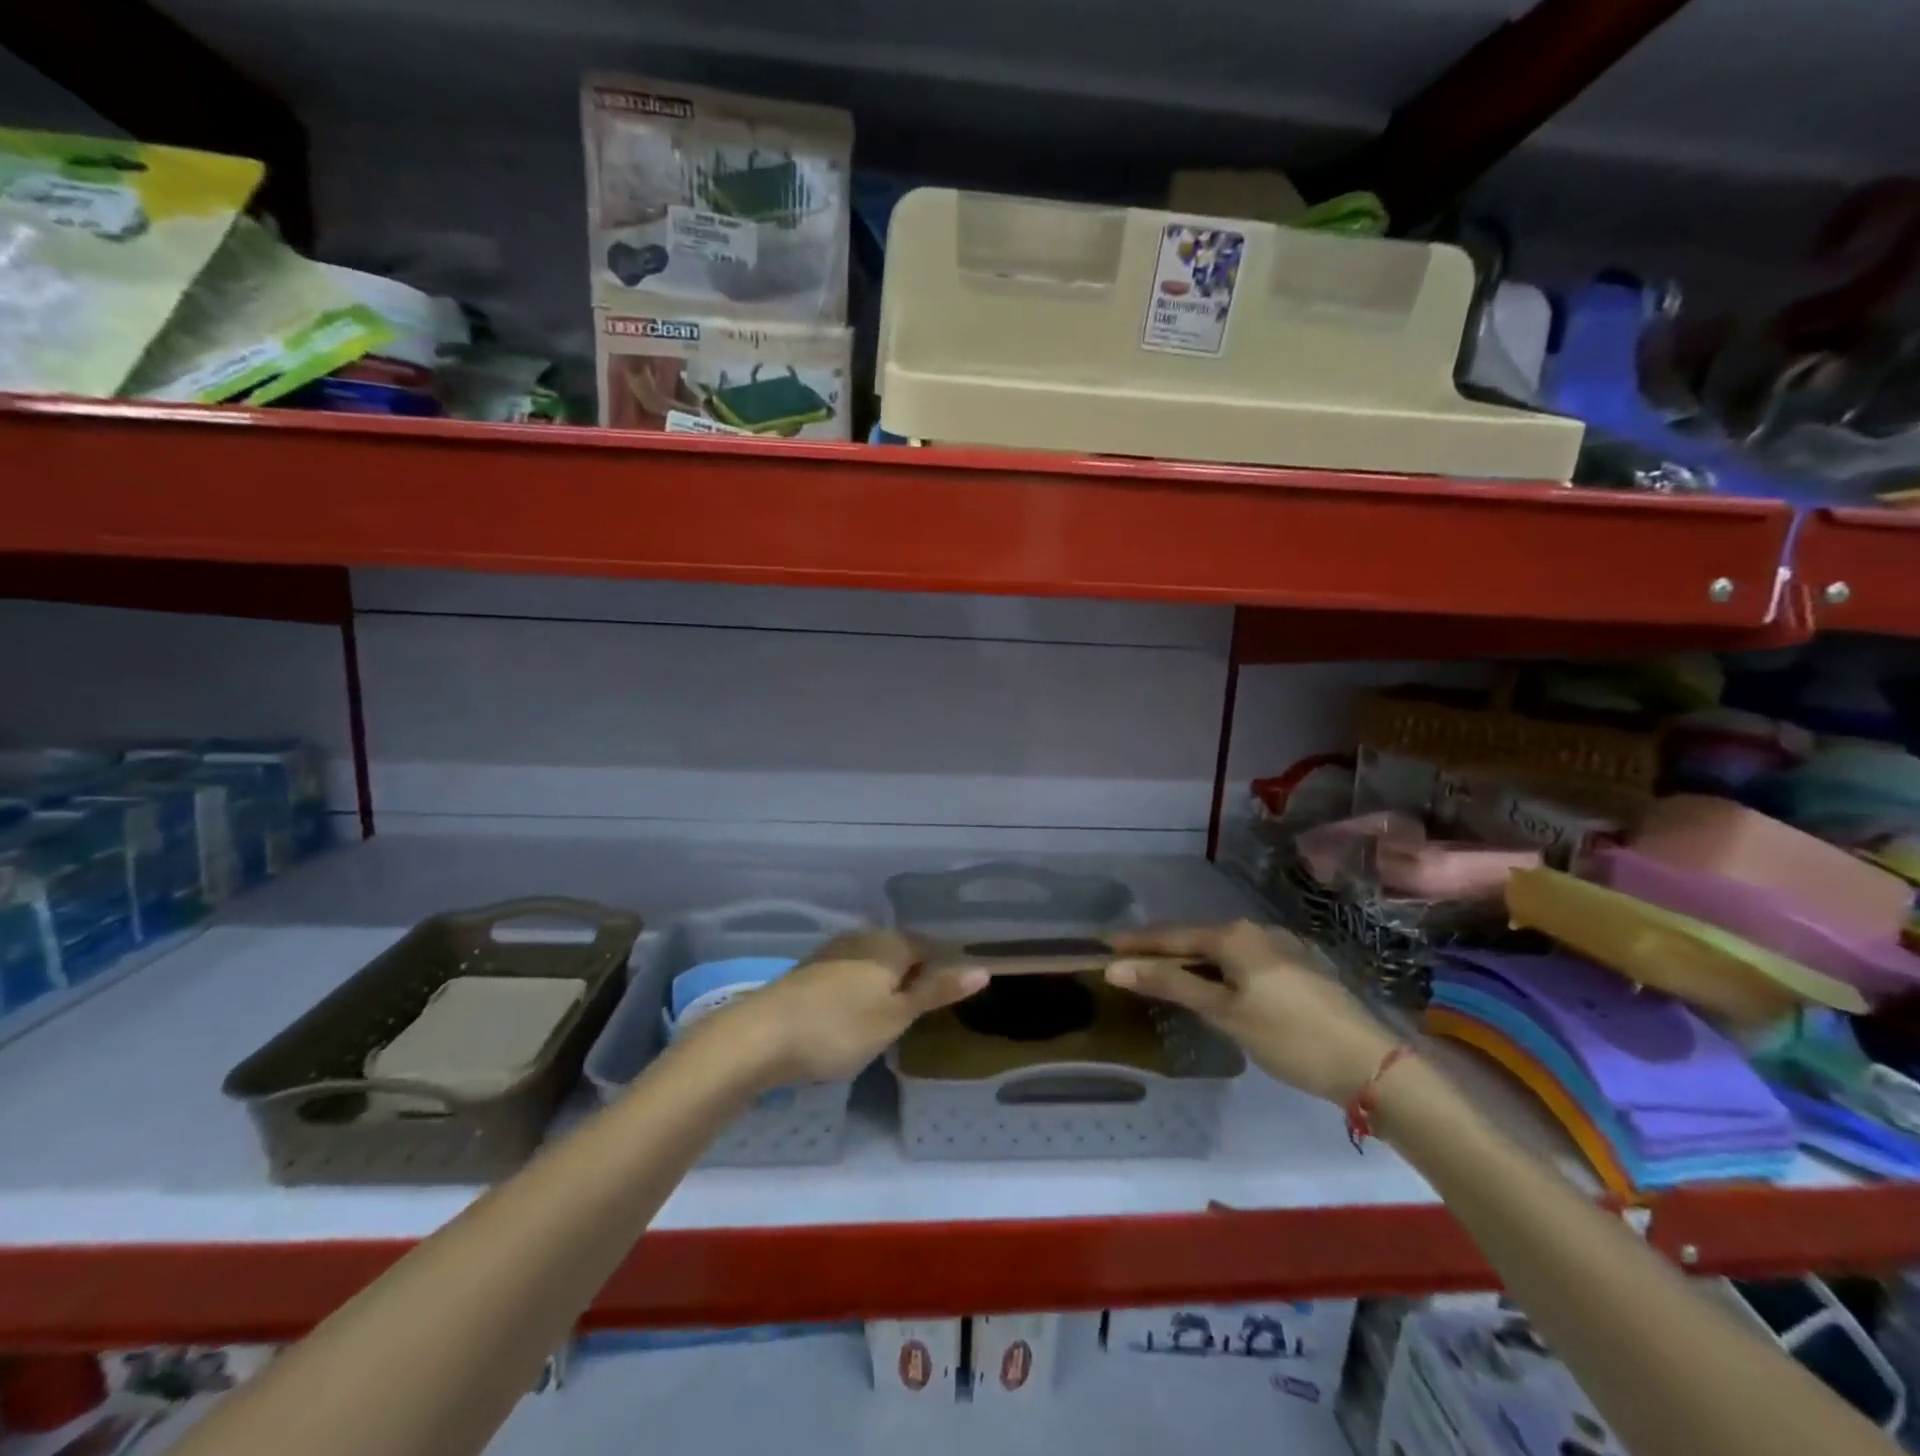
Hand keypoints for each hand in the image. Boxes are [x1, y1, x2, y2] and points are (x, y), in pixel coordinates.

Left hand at [706, 929, 987, 1086]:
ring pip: (872, 963)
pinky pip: (848, 974)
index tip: (947, 999)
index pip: (929, 947)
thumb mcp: (896, 1016)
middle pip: (900, 952)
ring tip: (889, 1018)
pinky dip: (858, 991)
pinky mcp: (809, 971)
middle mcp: (862, 937)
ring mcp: (832, 952)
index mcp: (890, 943)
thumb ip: (937, 991)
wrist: (760, 1036)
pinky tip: (852, 1015)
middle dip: (912, 976)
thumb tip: (982, 968)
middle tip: (920, 1014)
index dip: (942, 971)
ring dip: (884, 984)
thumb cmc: (839, 1028)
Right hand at [1105, 920, 1396, 1104]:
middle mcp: (1257, 931)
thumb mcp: (1224, 1012)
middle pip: (1197, 940)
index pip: (1173, 935)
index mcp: (1235, 936)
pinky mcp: (1300, 968)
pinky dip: (1221, 973)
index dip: (1137, 942)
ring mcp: (1283, 948)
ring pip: (1223, 952)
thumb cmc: (1288, 1036)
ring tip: (1166, 975)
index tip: (1105, 944)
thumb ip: (1170, 984)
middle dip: (1164, 951)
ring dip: (1193, 963)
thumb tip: (1116, 968)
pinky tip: (1217, 988)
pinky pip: (1244, 962)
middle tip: (1131, 963)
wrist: (1371, 1063)